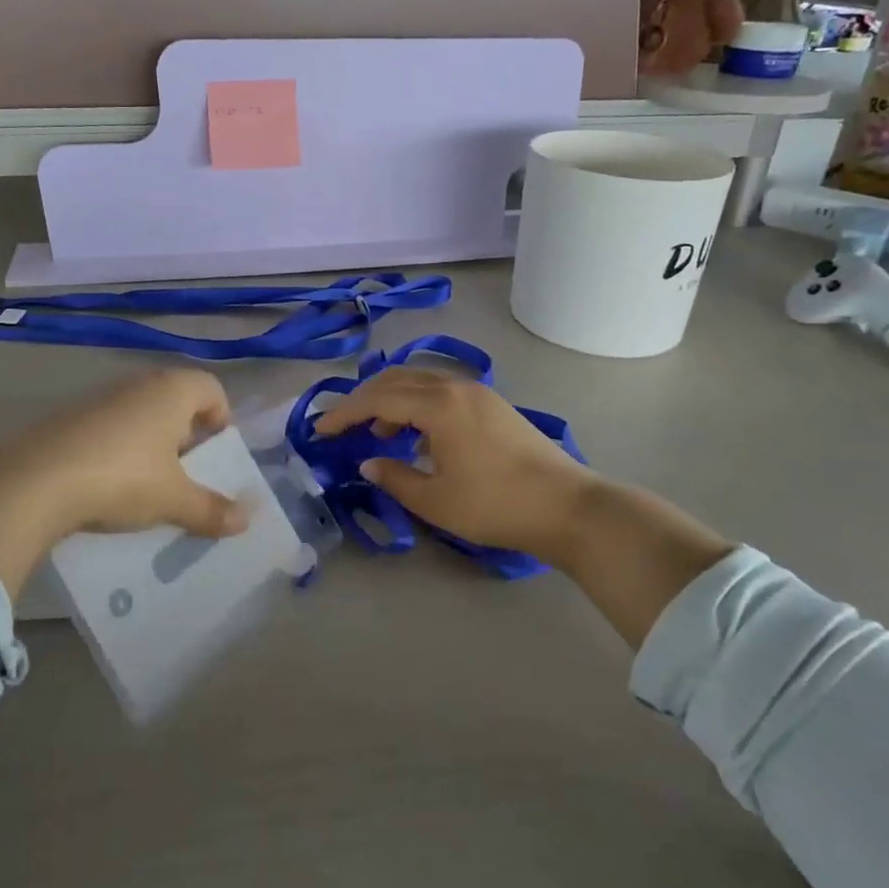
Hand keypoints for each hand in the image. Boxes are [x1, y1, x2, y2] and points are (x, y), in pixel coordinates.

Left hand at [0, 371, 249, 599]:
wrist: (34, 481)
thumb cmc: (122, 478)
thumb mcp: (172, 499)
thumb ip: (210, 509)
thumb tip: (245, 521)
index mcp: (171, 391)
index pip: (212, 388)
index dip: (221, 418)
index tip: (215, 454)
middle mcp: (137, 384)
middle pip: (174, 399)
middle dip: (184, 435)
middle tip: (185, 472)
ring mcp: (98, 397)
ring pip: (138, 414)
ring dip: (148, 443)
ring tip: (146, 484)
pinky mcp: (67, 416)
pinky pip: (106, 427)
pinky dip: (115, 448)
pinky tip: (106, 485)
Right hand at [313, 367, 599, 564]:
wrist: (568, 508)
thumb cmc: (495, 505)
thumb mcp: (435, 500)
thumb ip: (394, 477)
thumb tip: (368, 464)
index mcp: (438, 405)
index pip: (377, 399)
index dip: (344, 413)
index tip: (320, 430)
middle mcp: (455, 387)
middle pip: (396, 379)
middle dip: (363, 399)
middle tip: (342, 424)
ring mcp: (478, 393)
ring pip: (421, 382)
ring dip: (392, 401)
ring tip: (379, 434)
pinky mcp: (493, 405)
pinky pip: (442, 392)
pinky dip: (418, 405)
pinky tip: (418, 437)